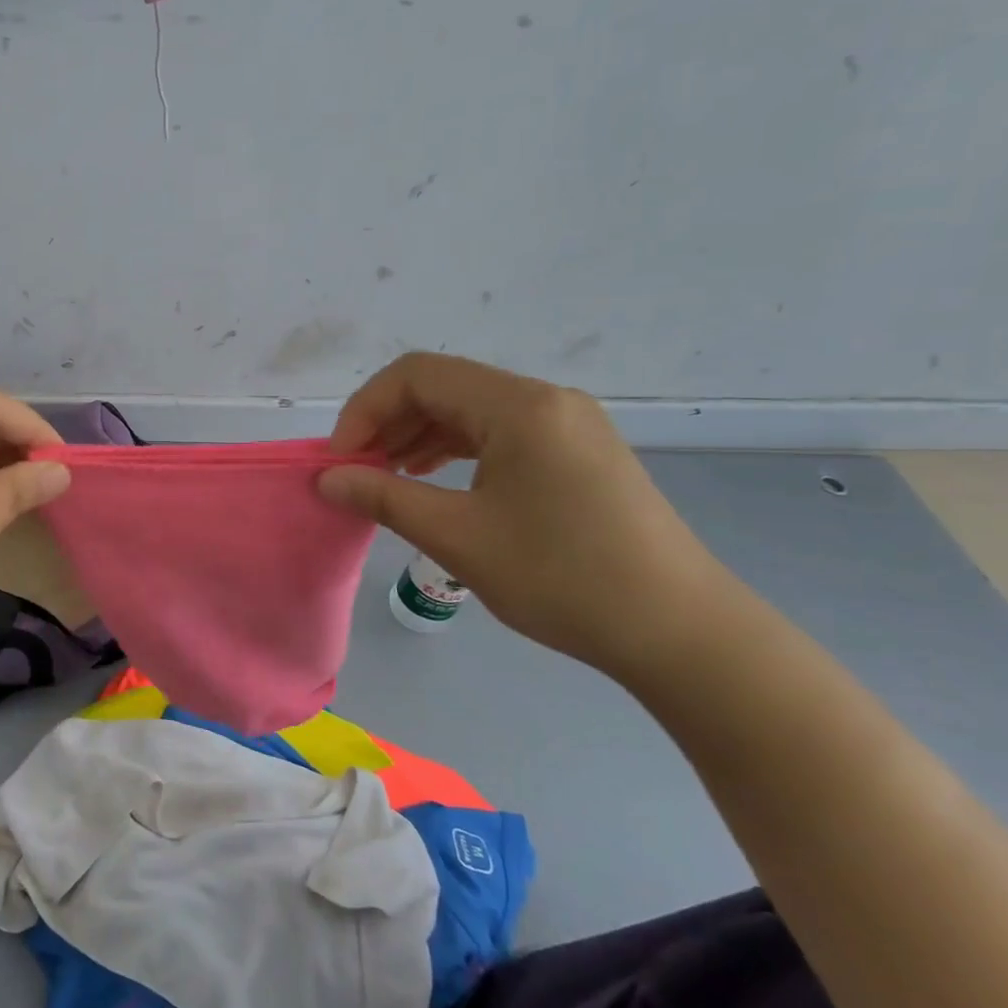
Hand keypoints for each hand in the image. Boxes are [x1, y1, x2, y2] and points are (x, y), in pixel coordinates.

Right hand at [319, 353, 748, 679]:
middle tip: (357, 472)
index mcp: (520, 406)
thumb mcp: (458, 537)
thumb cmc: (561, 577)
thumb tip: (327, 479)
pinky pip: (499, 432)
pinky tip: (434, 481)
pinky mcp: (577, 452)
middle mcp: (546, 400)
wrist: (679, 632)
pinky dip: (456, 450)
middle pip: (444, 387)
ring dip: (419, 436)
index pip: (418, 375)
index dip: (365, 409)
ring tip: (387, 478)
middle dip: (388, 423)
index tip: (341, 460)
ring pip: (471, 409)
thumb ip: (384, 498)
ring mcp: (568, 424)